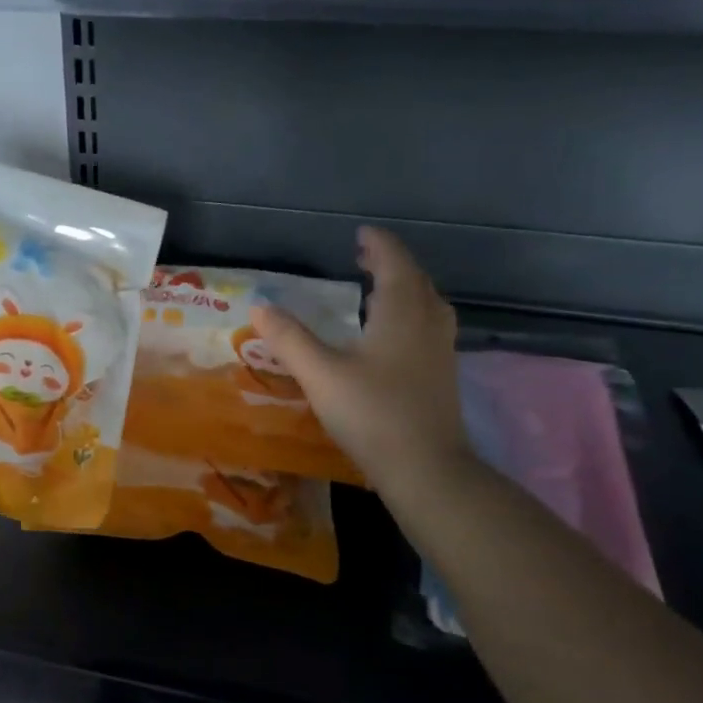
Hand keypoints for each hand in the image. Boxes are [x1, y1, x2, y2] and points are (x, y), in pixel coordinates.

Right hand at [252, 227, 469, 505]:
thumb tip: (259, 307)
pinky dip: (410, 314)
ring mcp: (440, 350)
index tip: (361, 234)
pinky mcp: (442, 375)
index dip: (378, 245)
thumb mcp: (321, 374)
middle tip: (363, 257)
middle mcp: (427, 323)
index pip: (394, 263)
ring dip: (404, 288)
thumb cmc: (372, 414)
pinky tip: (392, 335)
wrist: (426, 468)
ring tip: (379, 289)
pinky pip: (428, 326)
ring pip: (427, 304)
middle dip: (390, 264)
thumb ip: (289, 339)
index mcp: (401, 312)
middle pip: (414, 280)